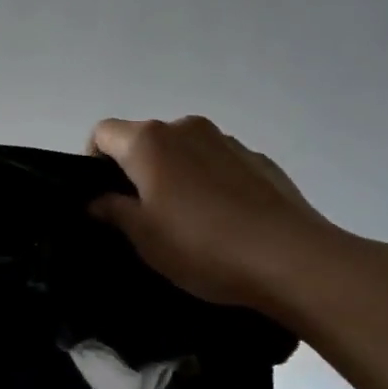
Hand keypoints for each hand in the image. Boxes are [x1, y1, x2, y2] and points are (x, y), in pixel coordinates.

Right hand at [87, 116, 340, 314]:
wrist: (293, 260)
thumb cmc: (201, 245)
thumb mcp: (142, 236)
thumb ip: (112, 210)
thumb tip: (98, 200)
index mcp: (148, 141)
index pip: (103, 133)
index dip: (94, 160)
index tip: (104, 196)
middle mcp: (185, 128)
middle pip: (145, 139)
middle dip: (136, 169)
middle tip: (142, 214)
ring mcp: (227, 141)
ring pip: (184, 150)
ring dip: (176, 174)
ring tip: (188, 220)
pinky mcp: (261, 161)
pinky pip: (219, 164)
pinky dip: (211, 182)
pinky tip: (225, 221)